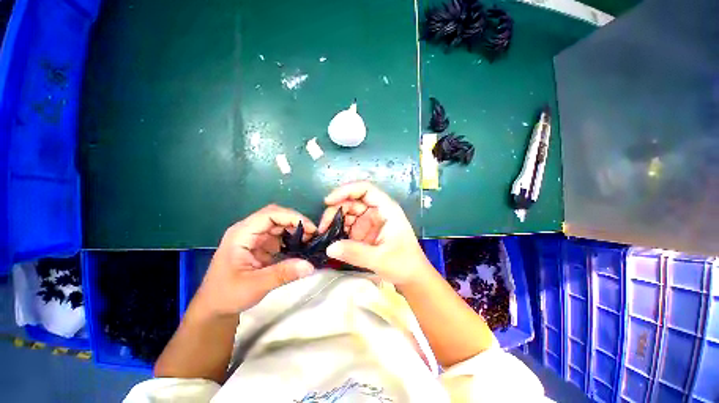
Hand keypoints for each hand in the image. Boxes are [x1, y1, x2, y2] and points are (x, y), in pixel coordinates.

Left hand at [194, 205, 316, 316]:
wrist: (214, 308)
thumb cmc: (227, 295)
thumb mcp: (254, 286)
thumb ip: (283, 274)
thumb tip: (310, 266)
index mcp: (241, 234)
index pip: (270, 214)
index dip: (292, 217)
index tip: (311, 229)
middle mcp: (248, 231)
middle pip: (276, 216)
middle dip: (297, 222)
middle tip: (313, 236)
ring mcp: (255, 237)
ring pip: (280, 224)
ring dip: (296, 230)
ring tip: (309, 241)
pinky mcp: (260, 245)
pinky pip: (280, 236)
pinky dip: (292, 238)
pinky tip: (301, 247)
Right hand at [318, 181, 433, 285]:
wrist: (412, 277)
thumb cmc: (403, 264)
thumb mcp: (380, 259)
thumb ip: (355, 253)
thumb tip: (330, 247)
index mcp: (386, 209)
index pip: (365, 189)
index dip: (346, 190)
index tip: (328, 201)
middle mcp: (377, 211)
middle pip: (353, 201)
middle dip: (336, 210)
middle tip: (323, 227)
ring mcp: (370, 221)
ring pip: (349, 212)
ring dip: (335, 221)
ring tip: (325, 234)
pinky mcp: (365, 231)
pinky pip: (349, 225)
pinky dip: (339, 230)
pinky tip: (333, 239)